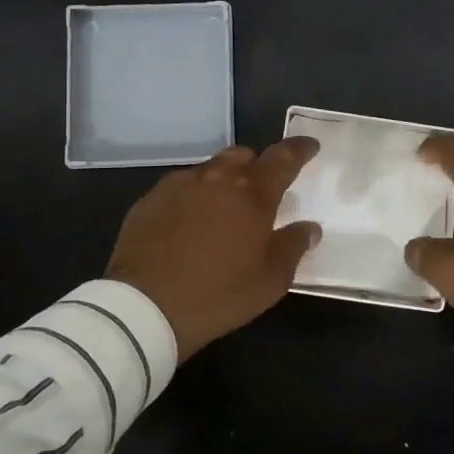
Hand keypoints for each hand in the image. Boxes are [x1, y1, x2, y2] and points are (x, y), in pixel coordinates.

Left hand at [106, 138, 321, 360]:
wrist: (144, 307)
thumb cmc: (219, 294)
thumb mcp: (270, 280)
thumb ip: (293, 246)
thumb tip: (309, 227)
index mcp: (252, 193)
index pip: (283, 158)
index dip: (299, 149)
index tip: (309, 145)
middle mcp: (216, 178)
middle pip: (242, 155)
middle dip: (256, 165)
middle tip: (260, 191)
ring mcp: (179, 185)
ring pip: (209, 170)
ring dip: (222, 182)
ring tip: (222, 211)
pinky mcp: (149, 200)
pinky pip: (180, 188)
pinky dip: (193, 198)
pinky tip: (188, 225)